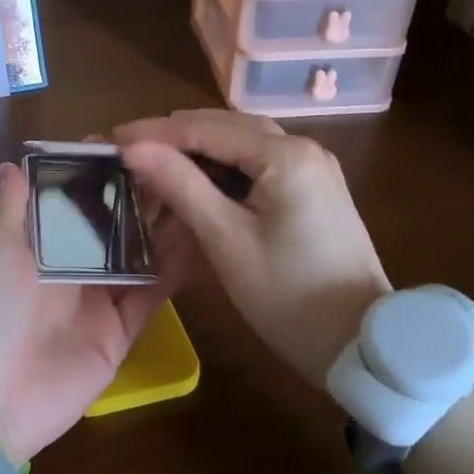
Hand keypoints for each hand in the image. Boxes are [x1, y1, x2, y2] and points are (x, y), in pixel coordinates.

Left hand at [0, 162, 188, 464]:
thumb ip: (13, 208)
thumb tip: (11, 164)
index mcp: (40, 244)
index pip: (74, 199)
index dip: (97, 172)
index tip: (128, 141)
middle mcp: (73, 266)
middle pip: (113, 224)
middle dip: (139, 195)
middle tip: (177, 161)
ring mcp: (100, 299)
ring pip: (139, 255)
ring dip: (164, 227)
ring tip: (198, 190)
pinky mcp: (121, 331)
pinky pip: (152, 295)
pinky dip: (174, 271)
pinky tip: (200, 240)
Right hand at [116, 109, 389, 386]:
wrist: (361, 346)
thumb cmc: (288, 296)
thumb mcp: (226, 240)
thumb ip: (179, 185)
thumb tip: (133, 148)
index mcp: (285, 155)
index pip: (205, 128)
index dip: (155, 132)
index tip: (111, 139)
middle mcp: (303, 148)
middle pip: (225, 127)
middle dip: (175, 137)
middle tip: (129, 153)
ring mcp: (313, 168)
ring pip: (242, 144)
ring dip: (198, 151)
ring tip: (155, 165)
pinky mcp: (314, 190)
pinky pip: (259, 164)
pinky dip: (224, 169)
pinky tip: (197, 184)